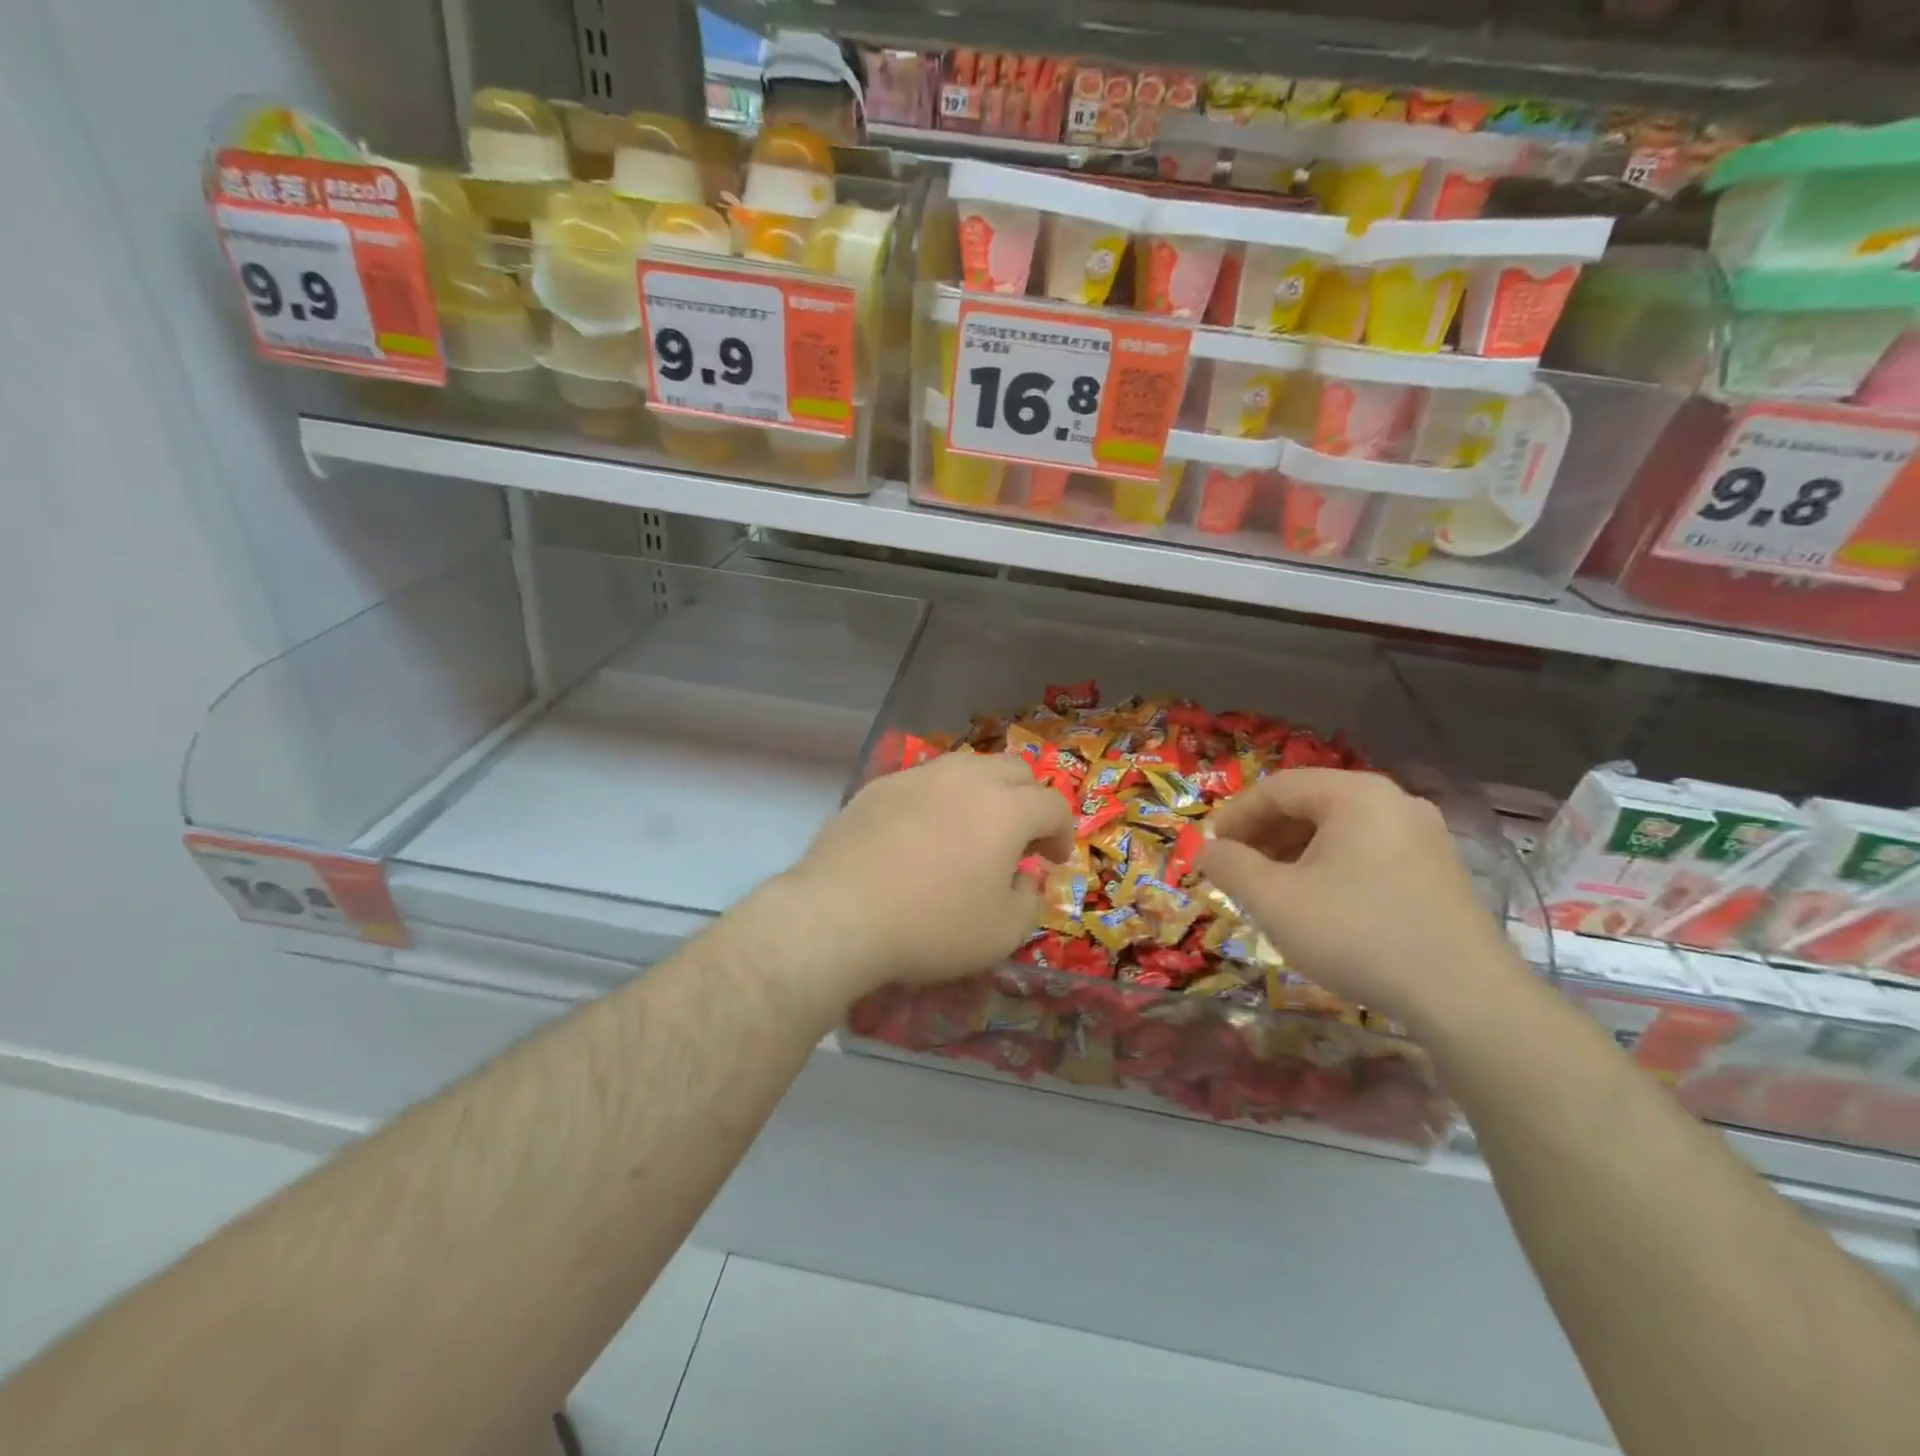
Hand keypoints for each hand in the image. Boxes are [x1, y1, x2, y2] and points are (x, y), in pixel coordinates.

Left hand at [786, 752, 1073, 994]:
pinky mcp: (879, 785)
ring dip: (983, 794)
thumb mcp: (1002, 933)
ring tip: (970, 832)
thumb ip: (1030, 900)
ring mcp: (919, 776)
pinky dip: (938, 801)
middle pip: (1014, 771)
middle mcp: (966, 778)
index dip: (1062, 832)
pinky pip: (924, 782)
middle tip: (1019, 840)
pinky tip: (921, 835)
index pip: (1053, 804)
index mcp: (1006, 808)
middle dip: (1028, 801)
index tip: (1053, 860)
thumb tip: (1024, 879)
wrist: (840, 914)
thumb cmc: (932, 926)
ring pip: (967, 768)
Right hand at [1197, 768, 1522, 1030]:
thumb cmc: (1358, 935)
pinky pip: (1367, 853)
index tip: (1210, 850)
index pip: (1278, 788)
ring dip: (1294, 854)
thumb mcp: (1275, 900)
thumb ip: (1230, 866)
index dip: (1235, 816)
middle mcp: (1394, 802)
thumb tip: (1206, 850)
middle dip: (1263, 836)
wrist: (1466, 999)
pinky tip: (1318, 905)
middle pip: (1310, 804)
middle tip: (1235, 870)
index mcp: (1355, 795)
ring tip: (1270, 891)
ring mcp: (1423, 836)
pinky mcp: (1438, 871)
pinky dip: (1329, 868)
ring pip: (1339, 831)